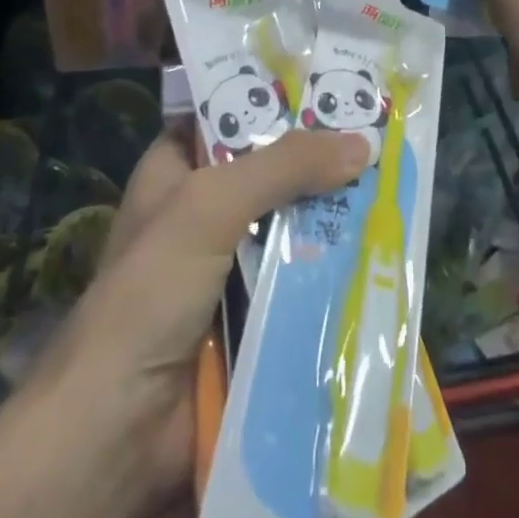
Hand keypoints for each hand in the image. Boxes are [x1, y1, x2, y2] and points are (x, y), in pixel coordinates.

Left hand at [25, 125, 372, 512]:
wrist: (119, 429)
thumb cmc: (151, 292)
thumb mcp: (211, 205)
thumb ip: (283, 166)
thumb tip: (362, 143)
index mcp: (176, 170)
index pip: (229, 115)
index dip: (277, 100)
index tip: (337, 88)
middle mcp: (203, 209)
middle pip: (271, 170)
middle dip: (321, 159)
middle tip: (384, 138)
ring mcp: (229, 265)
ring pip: (292, 224)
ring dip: (336, 215)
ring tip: (398, 187)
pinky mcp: (253, 314)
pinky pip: (302, 277)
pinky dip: (335, 268)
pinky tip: (384, 252)